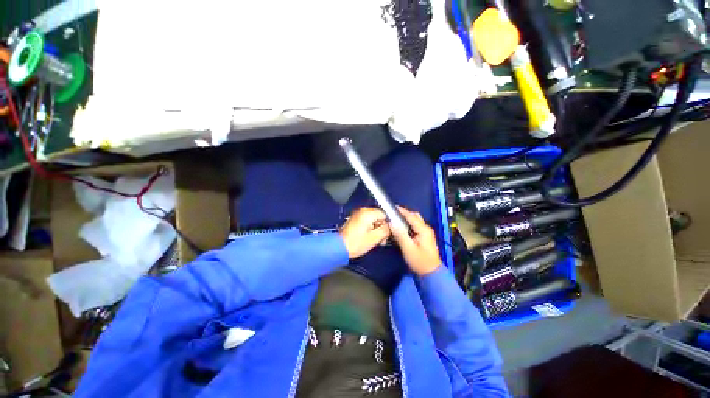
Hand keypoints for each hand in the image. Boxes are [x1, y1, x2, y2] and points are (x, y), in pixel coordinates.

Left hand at [339, 208, 390, 258]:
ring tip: (376, 241)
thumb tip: (391, 226)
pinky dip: (370, 229)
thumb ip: (385, 230)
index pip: (384, 214)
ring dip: (377, 229)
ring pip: (373, 220)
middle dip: (382, 228)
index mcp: (367, 213)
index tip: (388, 233)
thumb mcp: (374, 238)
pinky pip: (367, 222)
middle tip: (382, 239)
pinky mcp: (355, 220)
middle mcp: (362, 211)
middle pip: (379, 216)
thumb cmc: (355, 243)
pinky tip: (370, 238)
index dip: (388, 224)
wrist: (339, 248)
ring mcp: (357, 215)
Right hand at [390, 207, 441, 275]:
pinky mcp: (425, 236)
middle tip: (393, 214)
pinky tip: (402, 227)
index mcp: (423, 230)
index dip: (402, 211)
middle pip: (415, 216)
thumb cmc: (420, 261)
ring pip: (415, 220)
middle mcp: (426, 229)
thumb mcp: (408, 248)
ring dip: (406, 218)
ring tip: (396, 220)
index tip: (393, 207)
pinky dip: (408, 224)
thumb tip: (392, 223)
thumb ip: (400, 235)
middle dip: (404, 213)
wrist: (431, 272)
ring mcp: (426, 232)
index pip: (411, 216)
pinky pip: (415, 226)